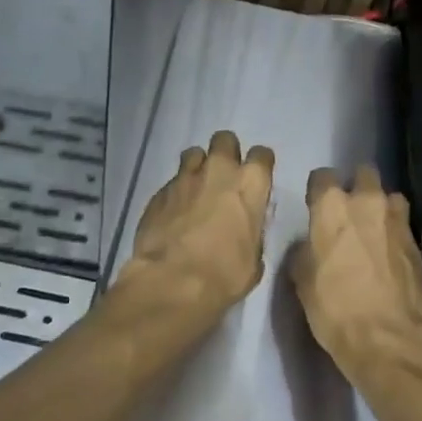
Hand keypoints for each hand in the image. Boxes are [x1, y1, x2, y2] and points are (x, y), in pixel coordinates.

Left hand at [121, 130, 274, 313]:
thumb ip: (252, 231)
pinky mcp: (159, 191)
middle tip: (224, 176)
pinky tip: (175, 212)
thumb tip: (246, 229)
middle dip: (226, 152)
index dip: (259, 165)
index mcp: (250, 184)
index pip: (262, 155)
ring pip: (194, 153)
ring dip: (198, 167)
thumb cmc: (225, 273)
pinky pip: (172, 181)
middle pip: (225, 140)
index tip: (255, 179)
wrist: (173, 281)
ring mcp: (185, 178)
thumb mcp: (254, 258)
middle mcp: (219, 170)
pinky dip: (177, 191)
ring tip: (196, 189)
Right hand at [291, 165, 421, 379]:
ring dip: (381, 207)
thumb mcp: (302, 280)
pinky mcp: (419, 242)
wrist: (389, 338)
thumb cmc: (335, 308)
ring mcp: (398, 220)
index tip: (316, 206)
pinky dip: (395, 233)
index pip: (322, 176)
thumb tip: (310, 244)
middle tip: (349, 211)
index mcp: (332, 206)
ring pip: (390, 196)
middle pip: (365, 173)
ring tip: (375, 230)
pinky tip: (389, 253)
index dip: (318, 190)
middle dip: (357, 185)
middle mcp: (367, 202)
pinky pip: (404, 225)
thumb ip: (305, 251)